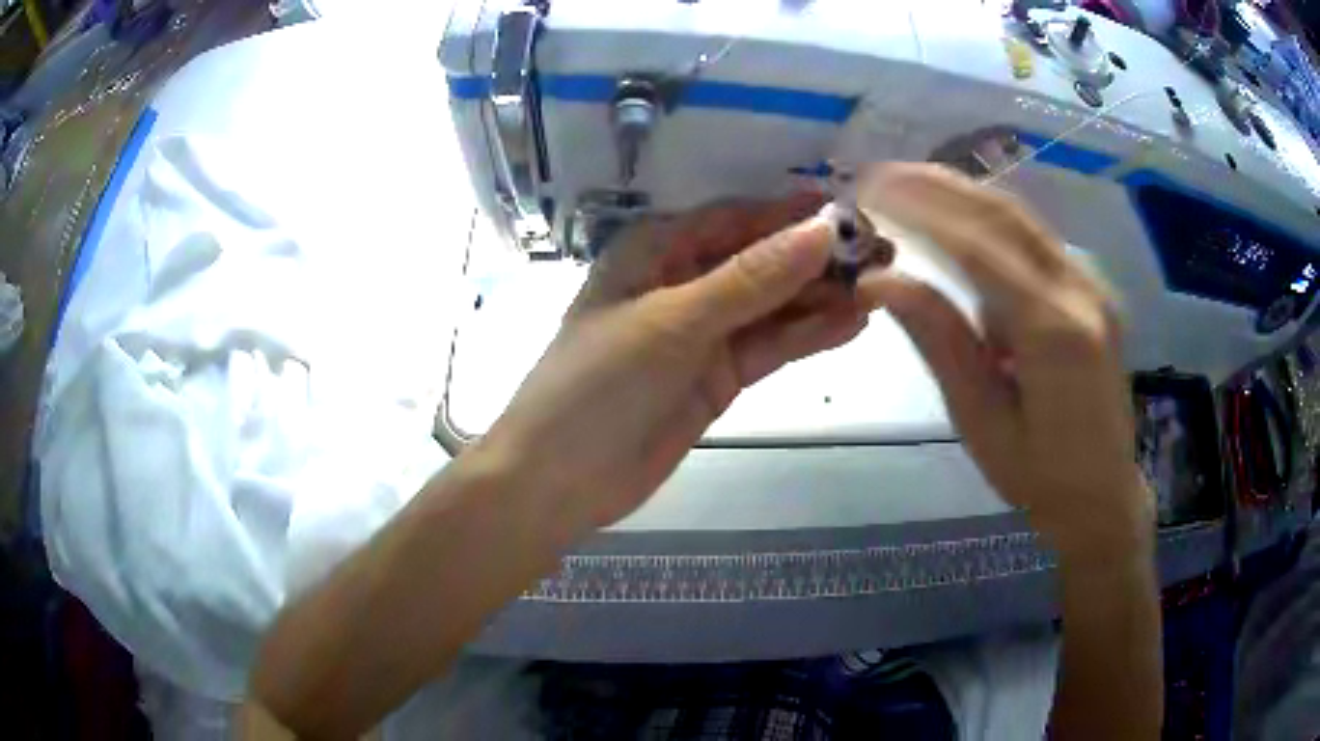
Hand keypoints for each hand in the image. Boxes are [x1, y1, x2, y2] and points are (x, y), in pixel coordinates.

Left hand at [478, 194, 870, 533]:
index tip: (852, 210)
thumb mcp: (673, 322)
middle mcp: (683, 282)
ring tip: (881, 287)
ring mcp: (704, 332)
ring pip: (772, 304)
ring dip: (822, 295)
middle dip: (817, 256)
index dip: (792, 212)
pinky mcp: (719, 376)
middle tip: (883, 253)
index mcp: (655, 250)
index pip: (735, 218)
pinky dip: (808, 335)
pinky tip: (853, 324)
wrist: (561, 480)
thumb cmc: (598, 385)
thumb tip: (821, 230)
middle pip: (761, 259)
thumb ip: (750, 279)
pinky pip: (770, 346)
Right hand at [855, 164, 1151, 558]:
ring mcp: (1092, 287)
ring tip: (908, 183)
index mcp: (1055, 333)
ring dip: (963, 195)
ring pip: (1023, 220)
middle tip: (881, 173)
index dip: (921, 210)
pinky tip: (958, 217)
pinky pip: (1036, 241)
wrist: (1103, 495)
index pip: (981, 247)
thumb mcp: (980, 419)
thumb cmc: (1038, 476)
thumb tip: (879, 278)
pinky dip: (990, 220)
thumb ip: (939, 340)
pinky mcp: (1092, 291)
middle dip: (939, 186)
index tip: (869, 189)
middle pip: (1005, 216)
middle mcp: (1081, 292)